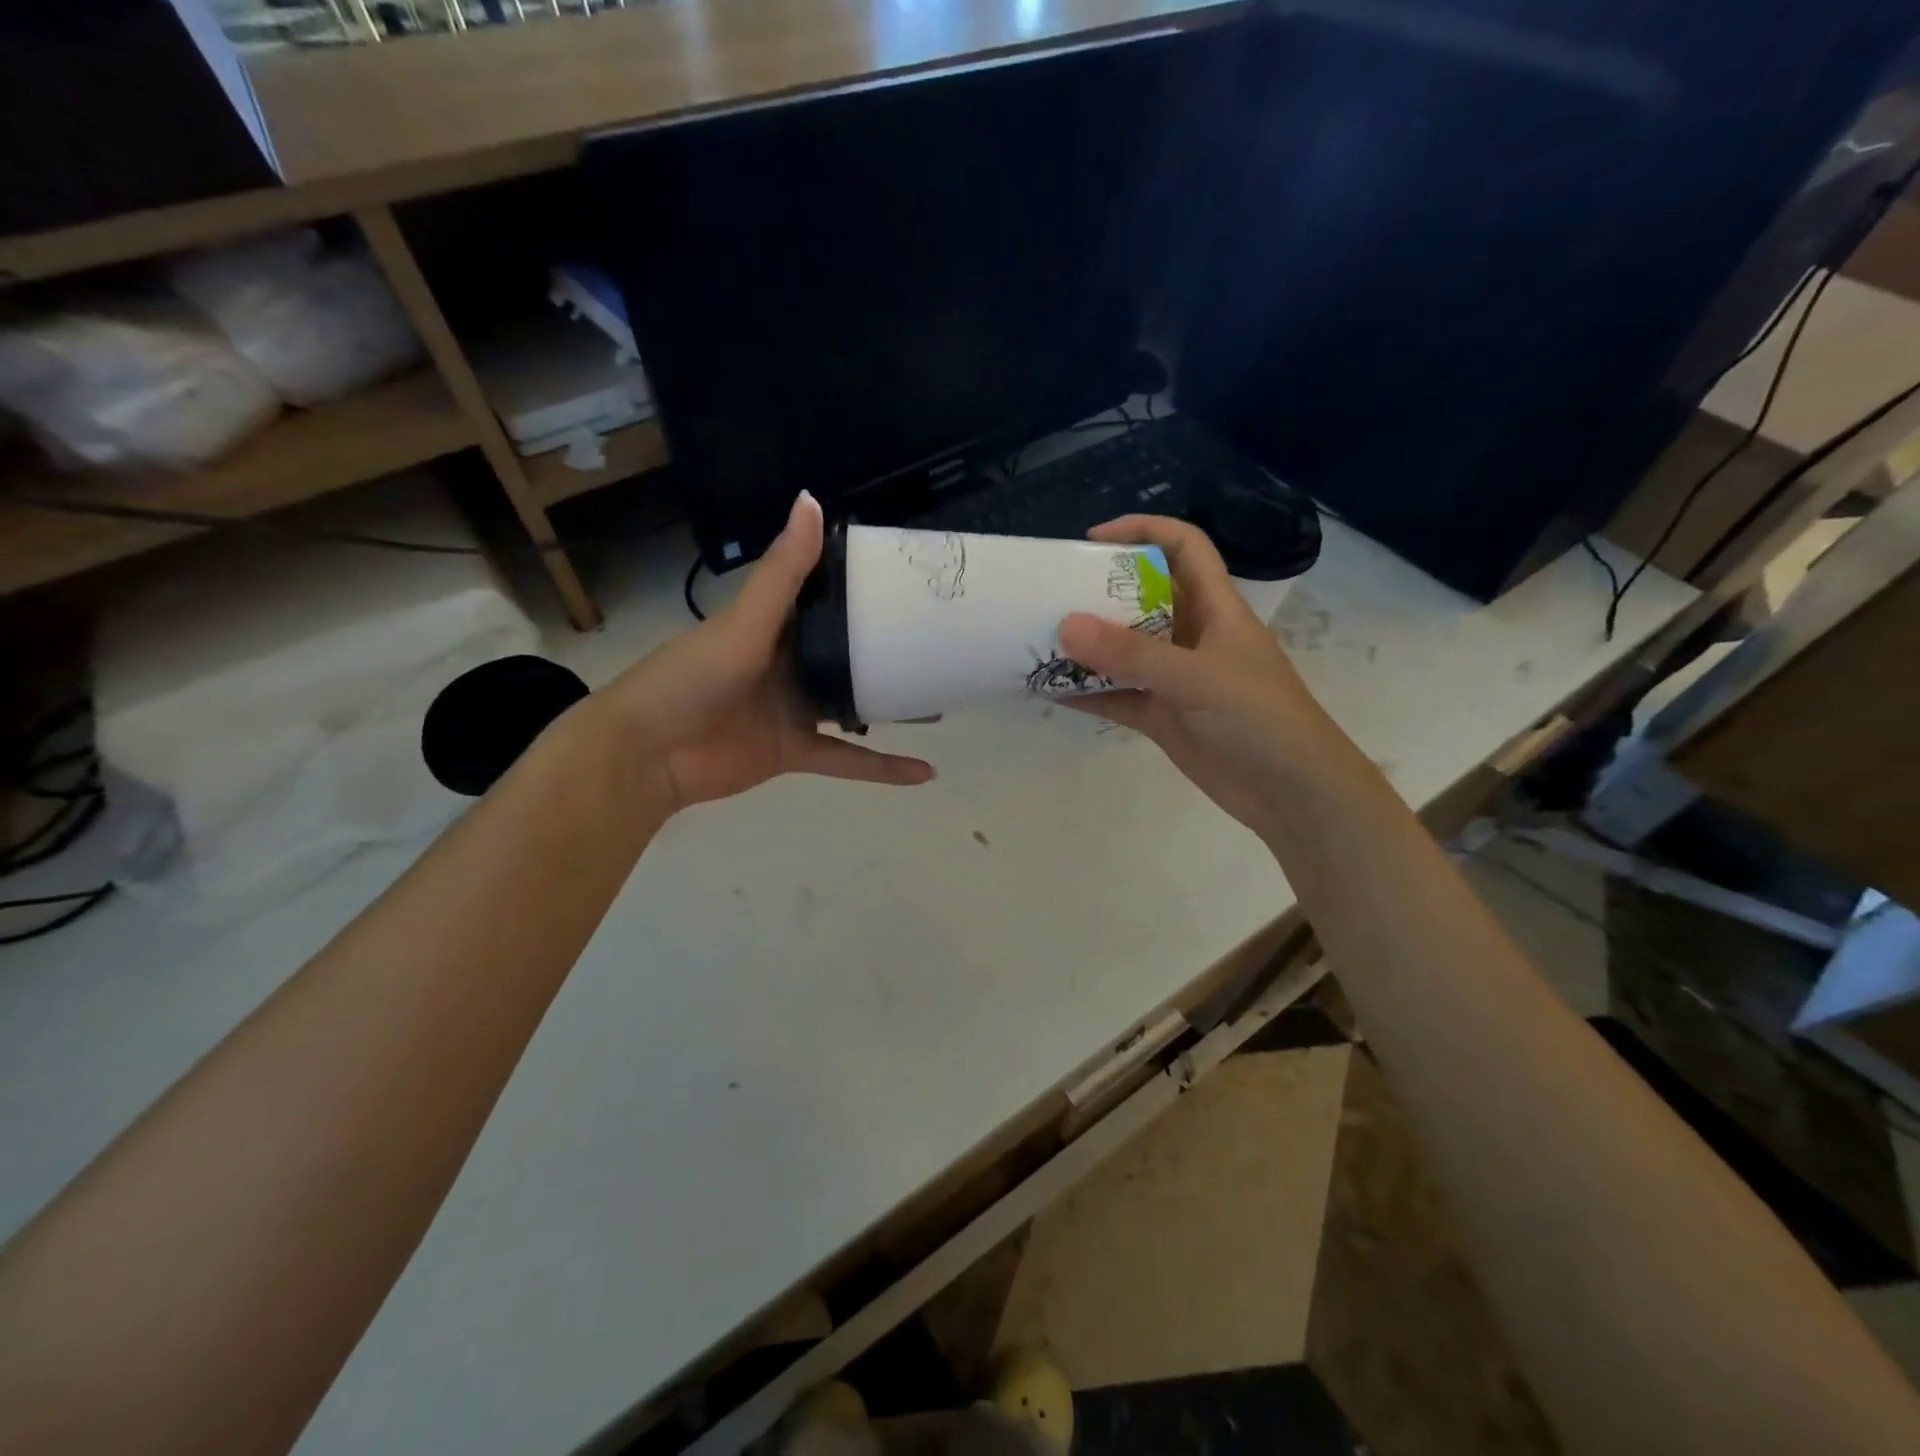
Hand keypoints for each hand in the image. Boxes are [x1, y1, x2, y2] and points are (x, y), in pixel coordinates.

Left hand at [601, 491, 933, 814]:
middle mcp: (788, 662)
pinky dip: (883, 767)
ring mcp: (792, 709)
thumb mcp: (745, 621)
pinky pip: (847, 758)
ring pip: (854, 704)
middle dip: (889, 649)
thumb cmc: (692, 677)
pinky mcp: (794, 750)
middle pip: (848, 653)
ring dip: (893, 704)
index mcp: (774, 624)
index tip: (912, 580)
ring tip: (941, 696)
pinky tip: (924, 770)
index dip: (865, 589)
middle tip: (939, 643)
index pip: (826, 598)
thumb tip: (812, 499)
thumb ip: (784, 572)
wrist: (647, 754)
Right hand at [1058, 515, 1366, 841]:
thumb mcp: (1197, 677)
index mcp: (1216, 608)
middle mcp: (1193, 636)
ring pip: (1124, 651)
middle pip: (1142, 598)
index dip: (1142, 530)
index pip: (1183, 548)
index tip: (1091, 540)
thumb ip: (1132, 654)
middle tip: (1050, 595)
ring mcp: (1176, 679)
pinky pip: (1118, 696)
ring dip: (1087, 647)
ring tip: (1038, 641)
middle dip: (1098, 592)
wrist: (1292, 794)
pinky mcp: (1163, 717)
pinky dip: (1088, 693)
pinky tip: (1051, 691)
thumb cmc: (1260, 718)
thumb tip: (1064, 625)